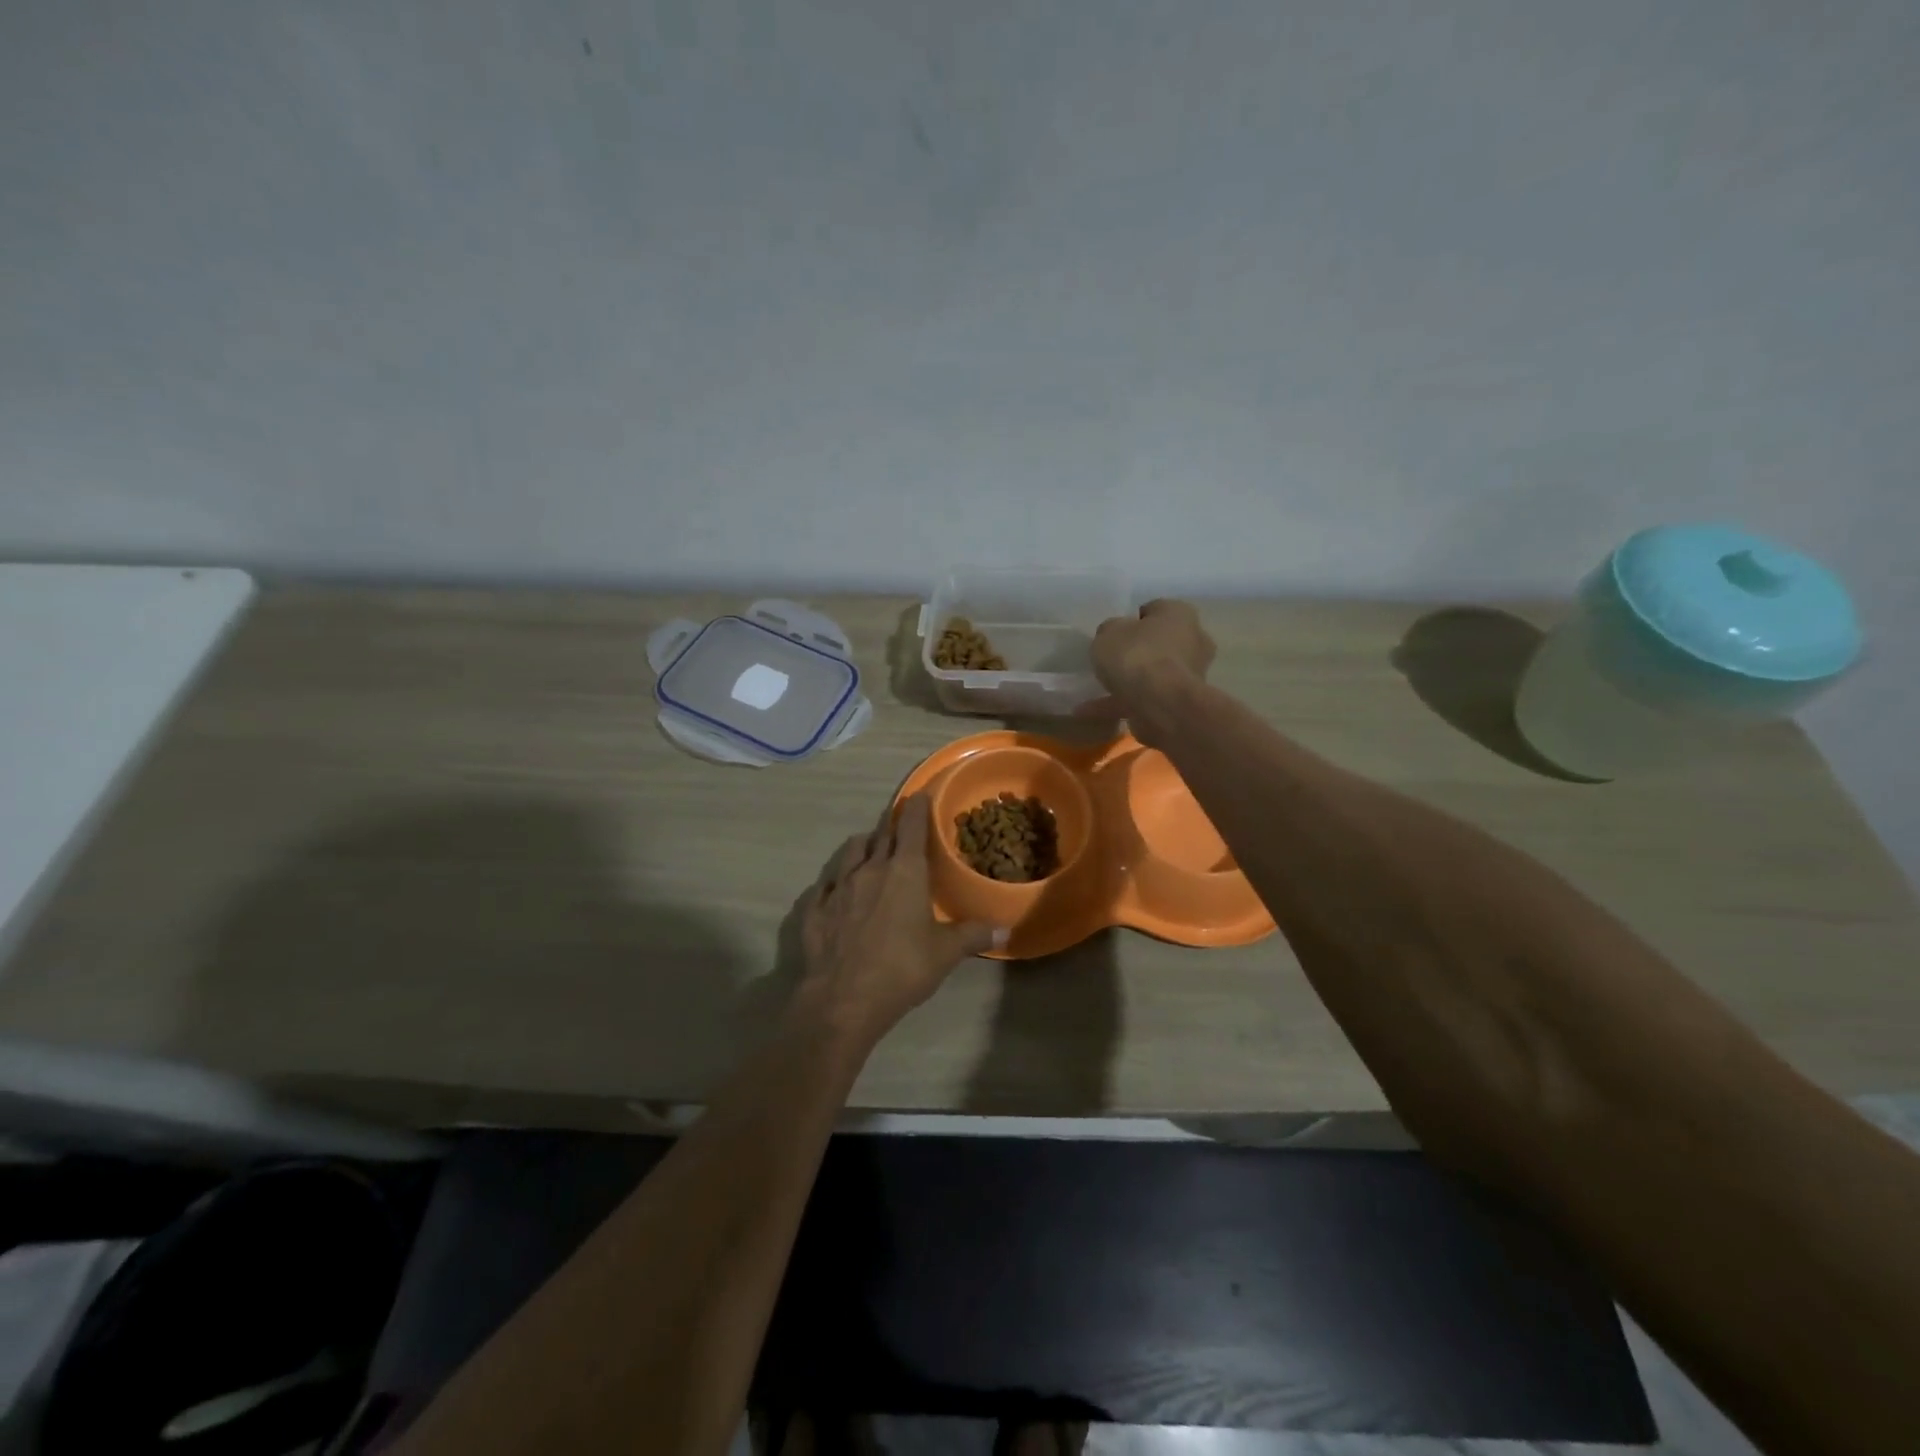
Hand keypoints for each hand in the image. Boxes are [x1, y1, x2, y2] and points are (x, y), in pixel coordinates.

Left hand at [792, 794, 1003, 1047]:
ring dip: (863, 845)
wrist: (843, 999)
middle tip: (901, 822)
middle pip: (881, 834)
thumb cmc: (902, 968)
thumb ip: (973, 935)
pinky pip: (825, 884)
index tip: (921, 793)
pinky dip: (835, 881)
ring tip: (870, 849)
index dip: (918, 807)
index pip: (912, 826)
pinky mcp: (814, 908)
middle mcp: (869, 869)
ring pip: (851, 851)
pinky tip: (837, 891)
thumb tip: (1004, 930)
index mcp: (904, 871)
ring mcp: (837, 887)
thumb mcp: (945, 953)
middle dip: (892, 825)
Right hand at [1082, 599, 1214, 738]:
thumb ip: (1111, 631)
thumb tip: (1114, 635)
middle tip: (1112, 661)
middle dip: (1138, 651)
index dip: (1132, 621)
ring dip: (1132, 681)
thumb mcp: (1109, 632)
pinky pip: (1148, 698)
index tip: (1115, 634)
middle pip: (1160, 642)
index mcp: (1180, 613)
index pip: (1154, 610)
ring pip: (1156, 673)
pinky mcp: (1183, 702)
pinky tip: (1095, 710)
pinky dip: (1124, 703)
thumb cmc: (1137, 656)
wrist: (1161, 704)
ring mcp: (1192, 673)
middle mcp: (1194, 639)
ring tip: (1100, 690)